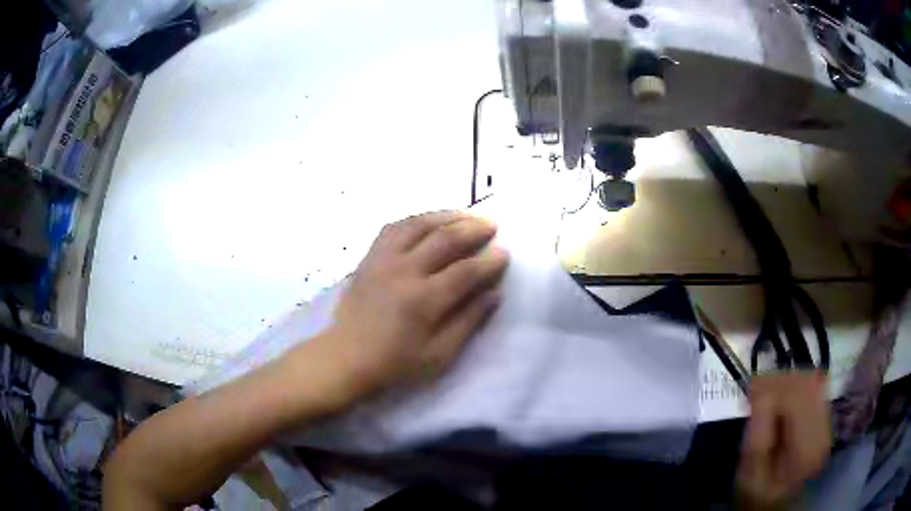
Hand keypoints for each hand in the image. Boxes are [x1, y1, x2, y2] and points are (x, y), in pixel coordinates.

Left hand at [314, 211, 507, 400]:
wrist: (345, 358)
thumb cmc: (395, 364)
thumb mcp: (439, 356)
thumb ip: (468, 322)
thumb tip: (494, 294)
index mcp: (423, 300)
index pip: (465, 271)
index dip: (489, 261)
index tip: (504, 253)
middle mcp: (403, 271)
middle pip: (444, 239)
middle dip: (473, 228)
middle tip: (492, 224)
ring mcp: (382, 260)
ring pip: (418, 224)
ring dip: (446, 216)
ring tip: (466, 215)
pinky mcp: (369, 257)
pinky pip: (394, 227)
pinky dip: (416, 220)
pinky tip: (428, 221)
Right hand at [736, 372, 831, 509]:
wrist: (778, 504)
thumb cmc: (759, 494)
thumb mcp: (750, 476)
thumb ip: (757, 440)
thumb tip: (760, 395)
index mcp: (806, 448)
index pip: (797, 397)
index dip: (774, 386)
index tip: (750, 387)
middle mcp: (823, 430)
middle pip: (808, 384)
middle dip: (780, 380)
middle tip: (755, 387)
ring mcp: (827, 423)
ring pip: (812, 383)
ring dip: (788, 382)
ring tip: (765, 392)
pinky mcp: (824, 420)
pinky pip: (813, 390)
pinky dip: (795, 388)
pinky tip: (780, 398)